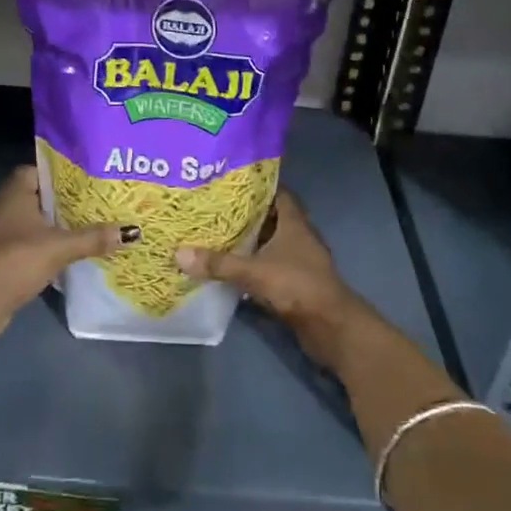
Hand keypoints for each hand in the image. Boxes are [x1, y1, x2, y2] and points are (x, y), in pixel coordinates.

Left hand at [0, 165, 134, 344]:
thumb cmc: (19, 259)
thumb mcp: (61, 246)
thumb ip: (94, 237)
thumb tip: (132, 231)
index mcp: (15, 193)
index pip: (37, 170)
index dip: (59, 174)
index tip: (84, 181)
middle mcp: (4, 207)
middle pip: (38, 197)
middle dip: (63, 202)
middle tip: (94, 204)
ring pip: (33, 222)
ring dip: (55, 226)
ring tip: (87, 228)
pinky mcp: (0, 257)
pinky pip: (28, 243)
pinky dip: (45, 246)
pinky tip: (67, 254)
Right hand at [176, 192, 373, 371]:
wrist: (331, 327)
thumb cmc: (297, 285)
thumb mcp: (254, 272)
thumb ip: (219, 263)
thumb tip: (179, 253)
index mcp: (294, 222)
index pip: (278, 193)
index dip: (257, 187)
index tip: (231, 183)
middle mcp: (299, 236)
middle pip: (271, 218)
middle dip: (246, 214)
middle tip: (215, 209)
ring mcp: (300, 260)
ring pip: (271, 244)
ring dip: (250, 242)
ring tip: (217, 235)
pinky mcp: (296, 283)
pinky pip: (271, 266)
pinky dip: (254, 265)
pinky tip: (232, 268)